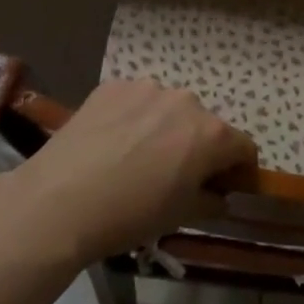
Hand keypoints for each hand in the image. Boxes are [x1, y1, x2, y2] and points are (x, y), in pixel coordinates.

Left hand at [0, 79, 256, 264]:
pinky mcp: (113, 86)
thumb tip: (219, 195)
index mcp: (212, 134)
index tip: (224, 186)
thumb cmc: (130, 215)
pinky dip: (133, 118)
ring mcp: (147, 88)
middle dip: (198, 147)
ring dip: (165, 128)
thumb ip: (211, 200)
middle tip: (174, 174)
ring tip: (136, 156)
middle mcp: (187, 102)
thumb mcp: (181, 216)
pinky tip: (111, 143)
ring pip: (169, 109)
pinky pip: (135, 101)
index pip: (244, 147)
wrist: (58, 202)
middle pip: (205, 125)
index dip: (239, 169)